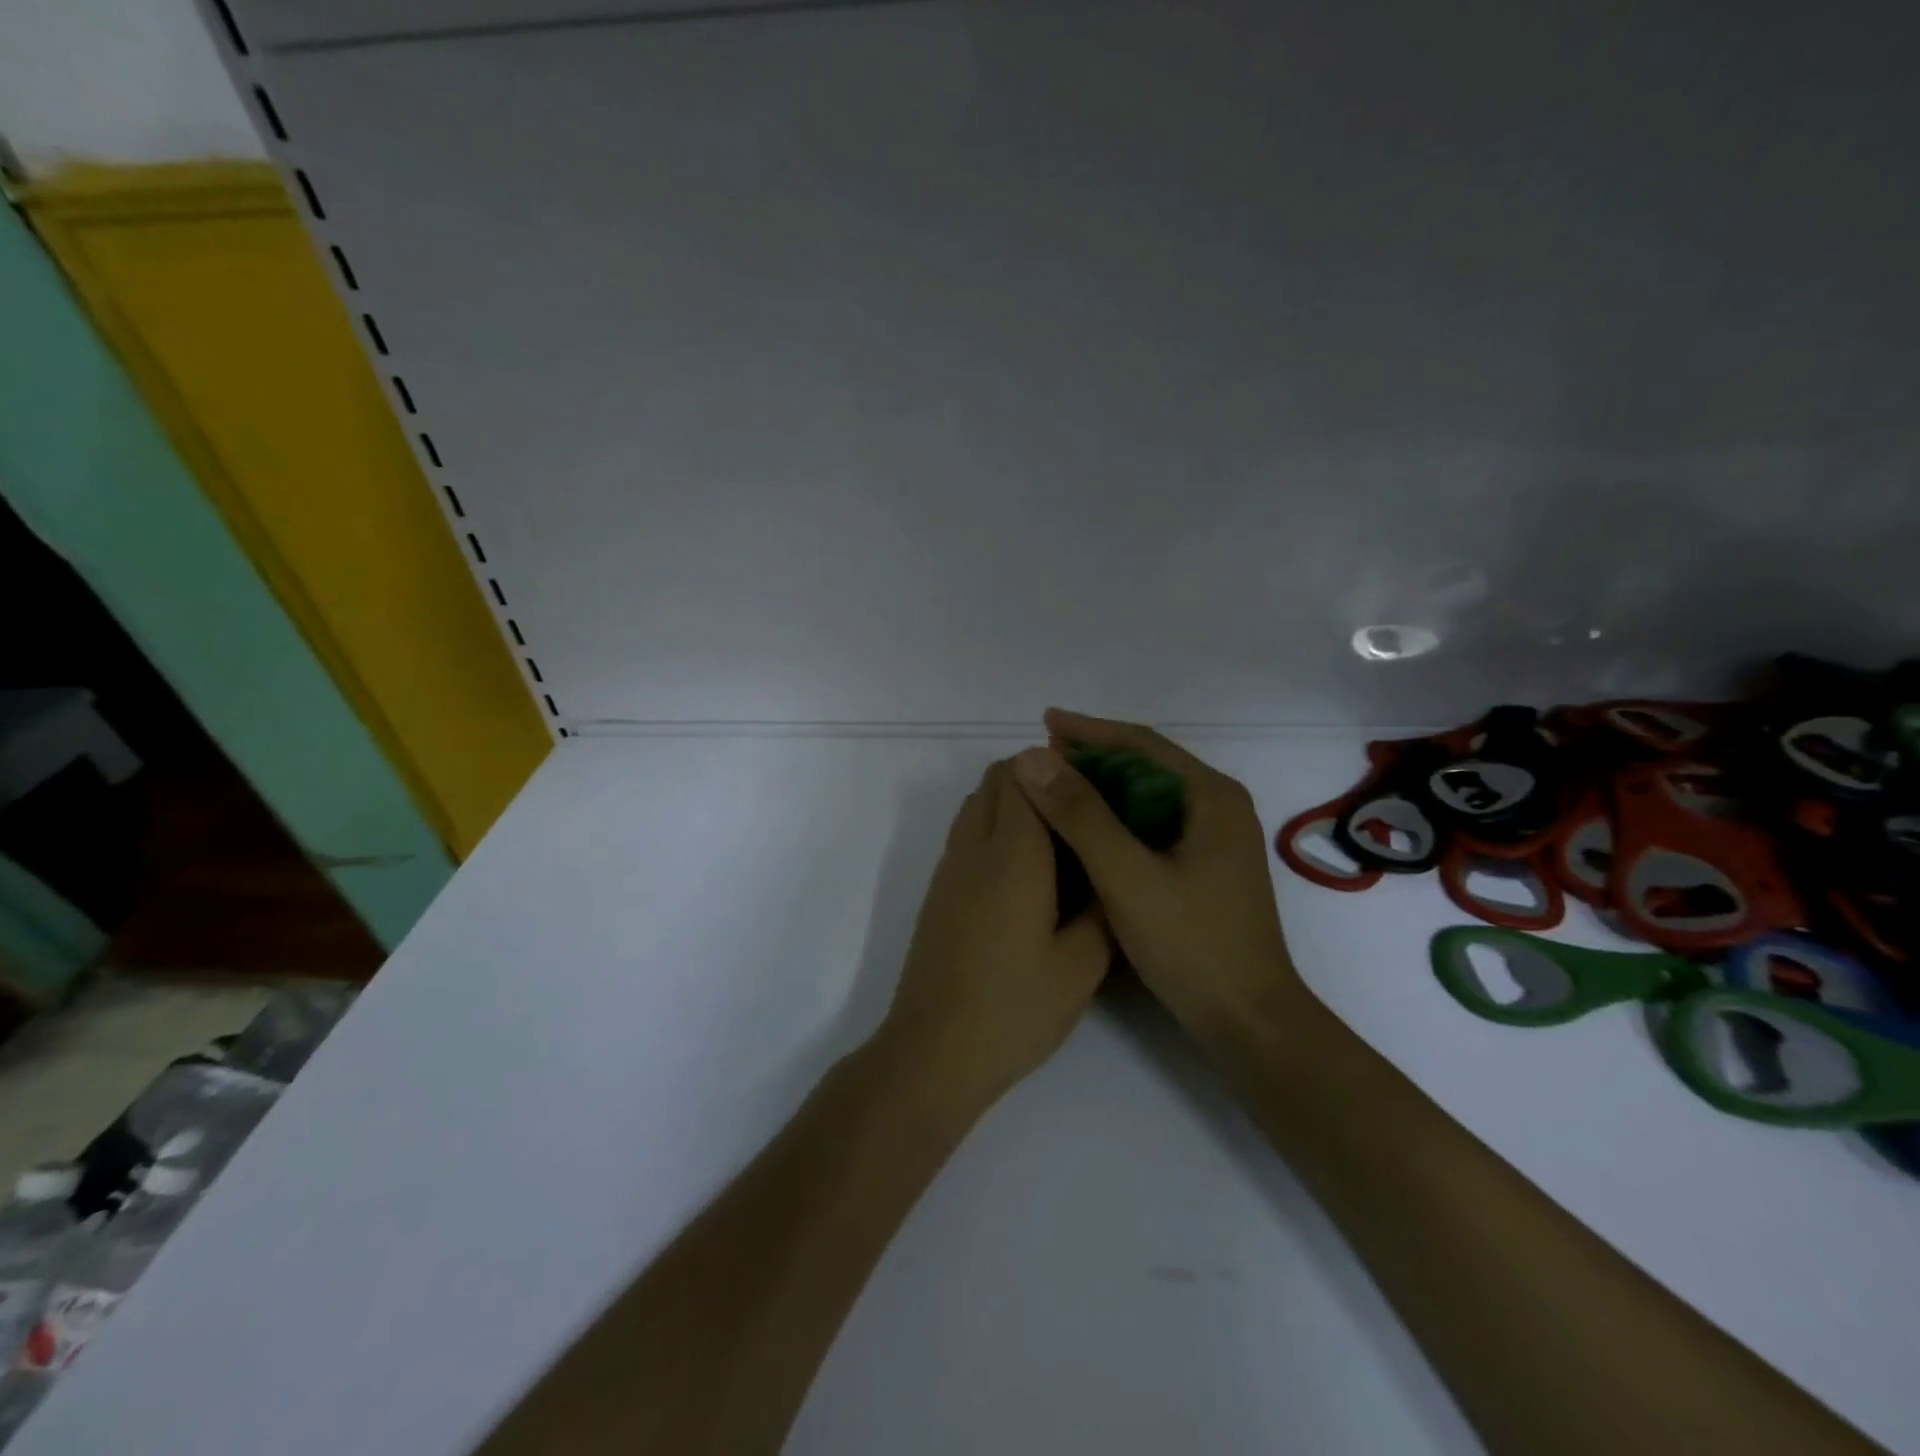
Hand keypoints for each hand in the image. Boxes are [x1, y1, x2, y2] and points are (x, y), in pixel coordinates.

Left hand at [875, 759, 1113, 1115]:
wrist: (934, 1051)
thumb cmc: (1014, 1008)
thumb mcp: (1081, 966)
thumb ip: (1103, 908)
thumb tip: (1113, 872)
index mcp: (1012, 854)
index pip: (1024, 774)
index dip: (1060, 769)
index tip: (1095, 789)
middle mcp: (973, 847)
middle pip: (996, 780)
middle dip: (1038, 780)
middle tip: (1081, 814)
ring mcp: (949, 868)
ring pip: (976, 804)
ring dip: (1012, 804)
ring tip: (1058, 843)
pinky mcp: (938, 891)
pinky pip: (966, 834)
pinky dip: (993, 830)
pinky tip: (1026, 877)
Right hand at [1011, 709, 1301, 1037]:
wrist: (1248, 1021)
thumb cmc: (1192, 944)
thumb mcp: (1127, 875)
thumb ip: (1080, 815)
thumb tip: (1031, 758)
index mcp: (1211, 797)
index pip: (1143, 744)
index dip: (1089, 730)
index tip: (1043, 722)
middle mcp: (1218, 808)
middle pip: (1147, 766)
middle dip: (1093, 758)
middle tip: (1040, 758)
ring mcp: (1214, 840)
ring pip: (1147, 797)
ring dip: (1101, 789)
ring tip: (1053, 787)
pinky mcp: (1204, 868)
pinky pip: (1151, 826)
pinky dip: (1114, 820)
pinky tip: (1083, 832)